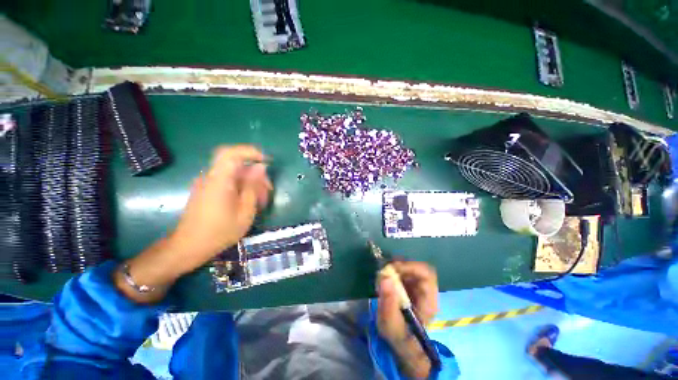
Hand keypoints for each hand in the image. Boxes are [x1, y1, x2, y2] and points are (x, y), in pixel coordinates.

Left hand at [115, 145, 271, 303]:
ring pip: (234, 174)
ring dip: (250, 182)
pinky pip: (227, 181)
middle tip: (268, 190)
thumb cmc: (219, 232)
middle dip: (255, 173)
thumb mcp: (245, 211)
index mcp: (219, 180)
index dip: (251, 152)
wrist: (188, 247)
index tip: (266, 161)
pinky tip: (249, 202)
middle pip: (236, 164)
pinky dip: (241, 187)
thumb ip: (253, 186)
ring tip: (261, 200)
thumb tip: (261, 167)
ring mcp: (207, 183)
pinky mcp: (207, 190)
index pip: (232, 153)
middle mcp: (211, 177)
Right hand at [377, 261, 438, 377]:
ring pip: (410, 268)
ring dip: (395, 267)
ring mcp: (419, 288)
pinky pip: (404, 272)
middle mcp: (426, 291)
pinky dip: (393, 271)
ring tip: (383, 275)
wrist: (402, 343)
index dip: (410, 266)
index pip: (426, 274)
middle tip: (385, 269)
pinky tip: (385, 279)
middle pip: (418, 268)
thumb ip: (388, 302)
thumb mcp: (390, 324)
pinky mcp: (410, 286)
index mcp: (428, 301)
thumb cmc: (399, 336)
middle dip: (400, 265)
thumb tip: (385, 277)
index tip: (392, 268)